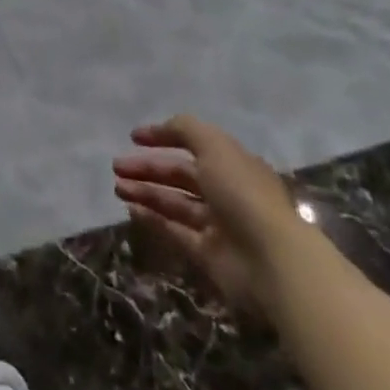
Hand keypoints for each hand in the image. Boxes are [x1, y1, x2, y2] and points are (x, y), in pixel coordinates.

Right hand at [113, 115, 309, 313]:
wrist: (272, 261)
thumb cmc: (243, 194)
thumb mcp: (214, 146)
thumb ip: (185, 129)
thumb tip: (161, 128)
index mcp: (232, 164)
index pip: (194, 144)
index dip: (164, 137)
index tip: (134, 137)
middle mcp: (225, 191)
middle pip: (180, 175)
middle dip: (148, 168)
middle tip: (117, 166)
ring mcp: (218, 225)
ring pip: (174, 203)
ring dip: (145, 192)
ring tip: (117, 187)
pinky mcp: (209, 255)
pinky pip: (175, 231)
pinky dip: (153, 219)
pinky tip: (131, 209)